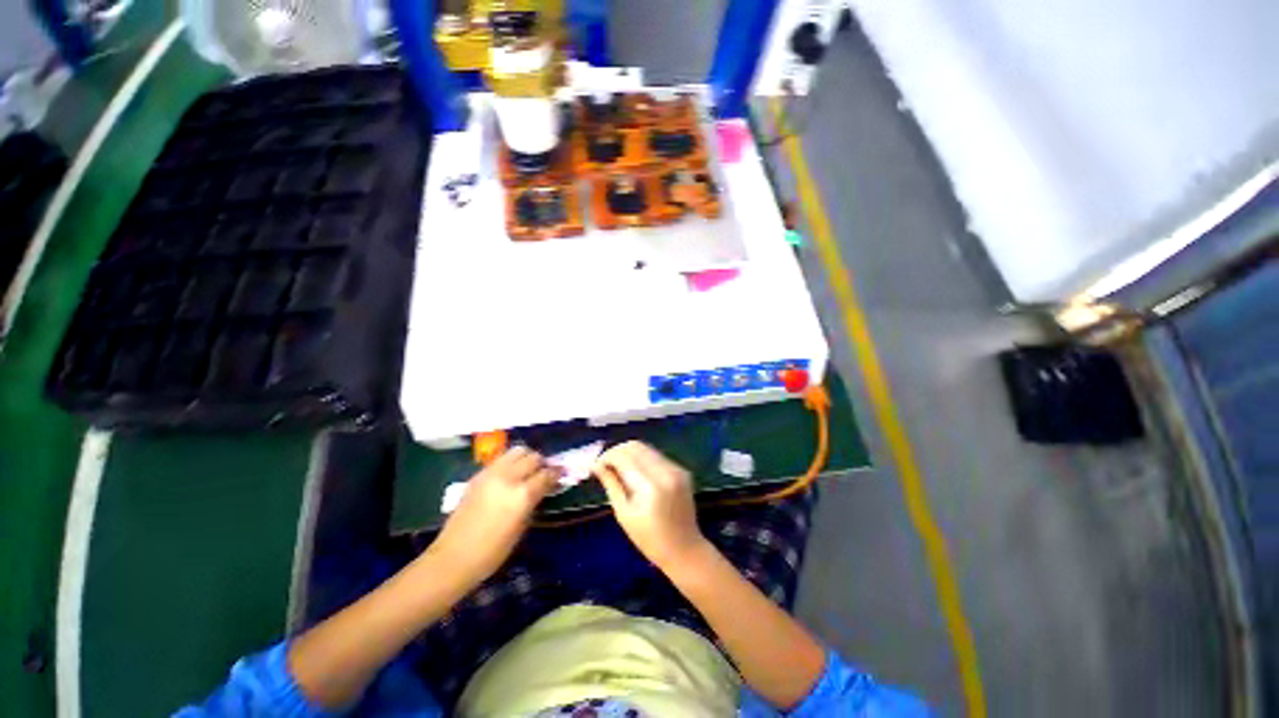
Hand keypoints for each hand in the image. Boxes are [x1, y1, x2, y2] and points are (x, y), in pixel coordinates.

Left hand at [428, 447, 560, 586]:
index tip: (562, 474)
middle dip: (542, 463)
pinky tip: (510, 474)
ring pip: (517, 451)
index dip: (557, 473)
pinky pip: (501, 459)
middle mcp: (508, 478)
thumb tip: (544, 487)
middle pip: (533, 457)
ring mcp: (491, 473)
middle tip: (545, 472)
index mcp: (522, 494)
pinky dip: (511, 461)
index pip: (546, 473)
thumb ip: (535, 501)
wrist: (453, 558)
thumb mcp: (522, 527)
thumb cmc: (493, 551)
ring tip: (527, 470)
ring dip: (526, 457)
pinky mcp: (478, 475)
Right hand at [594, 442, 707, 571]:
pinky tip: (636, 473)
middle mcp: (665, 471)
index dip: (606, 457)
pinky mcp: (681, 470)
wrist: (685, 549)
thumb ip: (611, 484)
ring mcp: (676, 469)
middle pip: (635, 446)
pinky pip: (657, 456)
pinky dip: (642, 459)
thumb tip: (596, 465)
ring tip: (618, 469)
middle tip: (605, 465)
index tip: (595, 466)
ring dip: (629, 454)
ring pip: (646, 448)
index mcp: (650, 486)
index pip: (624, 457)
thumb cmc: (649, 539)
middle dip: (617, 452)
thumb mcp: (624, 514)